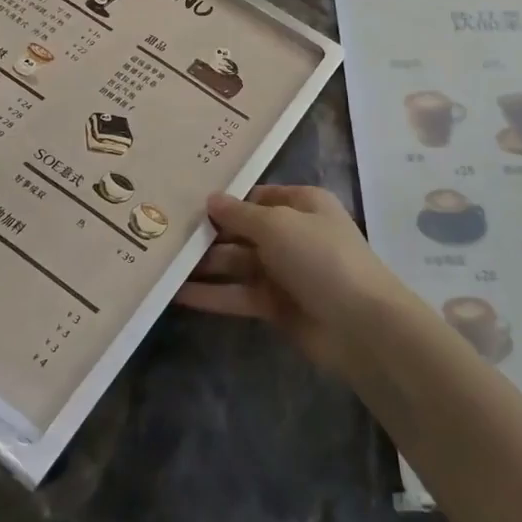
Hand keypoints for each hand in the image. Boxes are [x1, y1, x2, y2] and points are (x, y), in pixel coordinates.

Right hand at [175, 185, 420, 375]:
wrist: (361, 325)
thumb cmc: (321, 257)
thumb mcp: (277, 224)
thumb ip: (239, 213)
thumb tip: (210, 199)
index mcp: (301, 205)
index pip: (256, 196)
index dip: (224, 199)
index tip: (185, 201)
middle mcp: (292, 234)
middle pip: (242, 230)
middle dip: (207, 233)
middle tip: (162, 233)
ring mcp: (284, 272)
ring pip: (236, 263)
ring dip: (203, 265)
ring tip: (160, 262)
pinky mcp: (276, 306)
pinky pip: (237, 294)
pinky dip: (211, 294)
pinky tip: (175, 293)